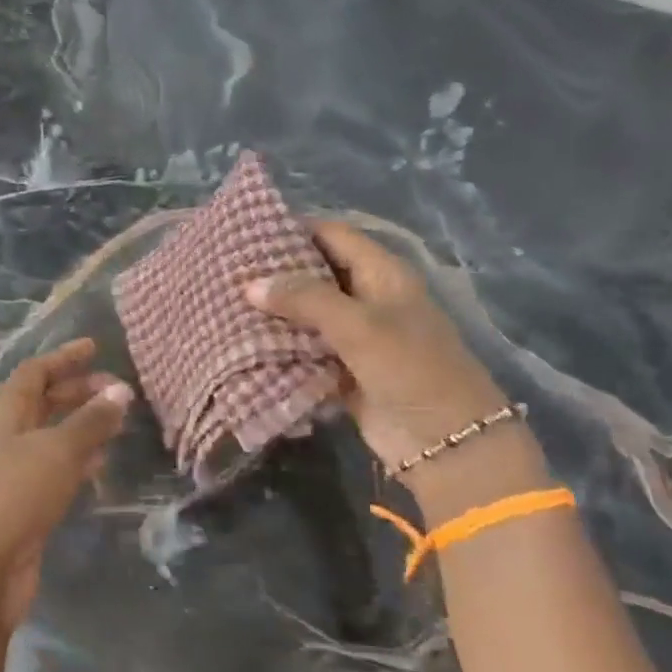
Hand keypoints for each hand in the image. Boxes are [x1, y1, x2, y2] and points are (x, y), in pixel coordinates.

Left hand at [0, 338, 131, 630]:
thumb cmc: (15, 493)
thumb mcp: (58, 450)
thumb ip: (91, 420)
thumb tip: (121, 391)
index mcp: (6, 412)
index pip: (35, 371)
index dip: (64, 357)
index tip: (95, 347)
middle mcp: (7, 435)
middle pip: (44, 401)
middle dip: (79, 391)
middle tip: (119, 390)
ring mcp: (13, 470)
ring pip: (52, 436)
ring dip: (82, 425)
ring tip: (118, 421)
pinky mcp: (24, 503)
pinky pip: (55, 469)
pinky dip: (78, 460)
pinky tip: (101, 464)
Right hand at [246, 220, 509, 470]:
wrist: (446, 443)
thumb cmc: (410, 369)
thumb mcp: (359, 325)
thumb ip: (304, 299)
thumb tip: (250, 285)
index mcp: (382, 273)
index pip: (333, 234)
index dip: (295, 228)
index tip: (249, 231)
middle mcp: (368, 297)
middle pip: (316, 271)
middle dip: (277, 270)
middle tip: (229, 267)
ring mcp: (355, 335)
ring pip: (306, 312)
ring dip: (274, 310)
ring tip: (226, 299)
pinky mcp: (343, 368)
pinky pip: (305, 347)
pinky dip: (280, 344)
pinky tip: (243, 340)